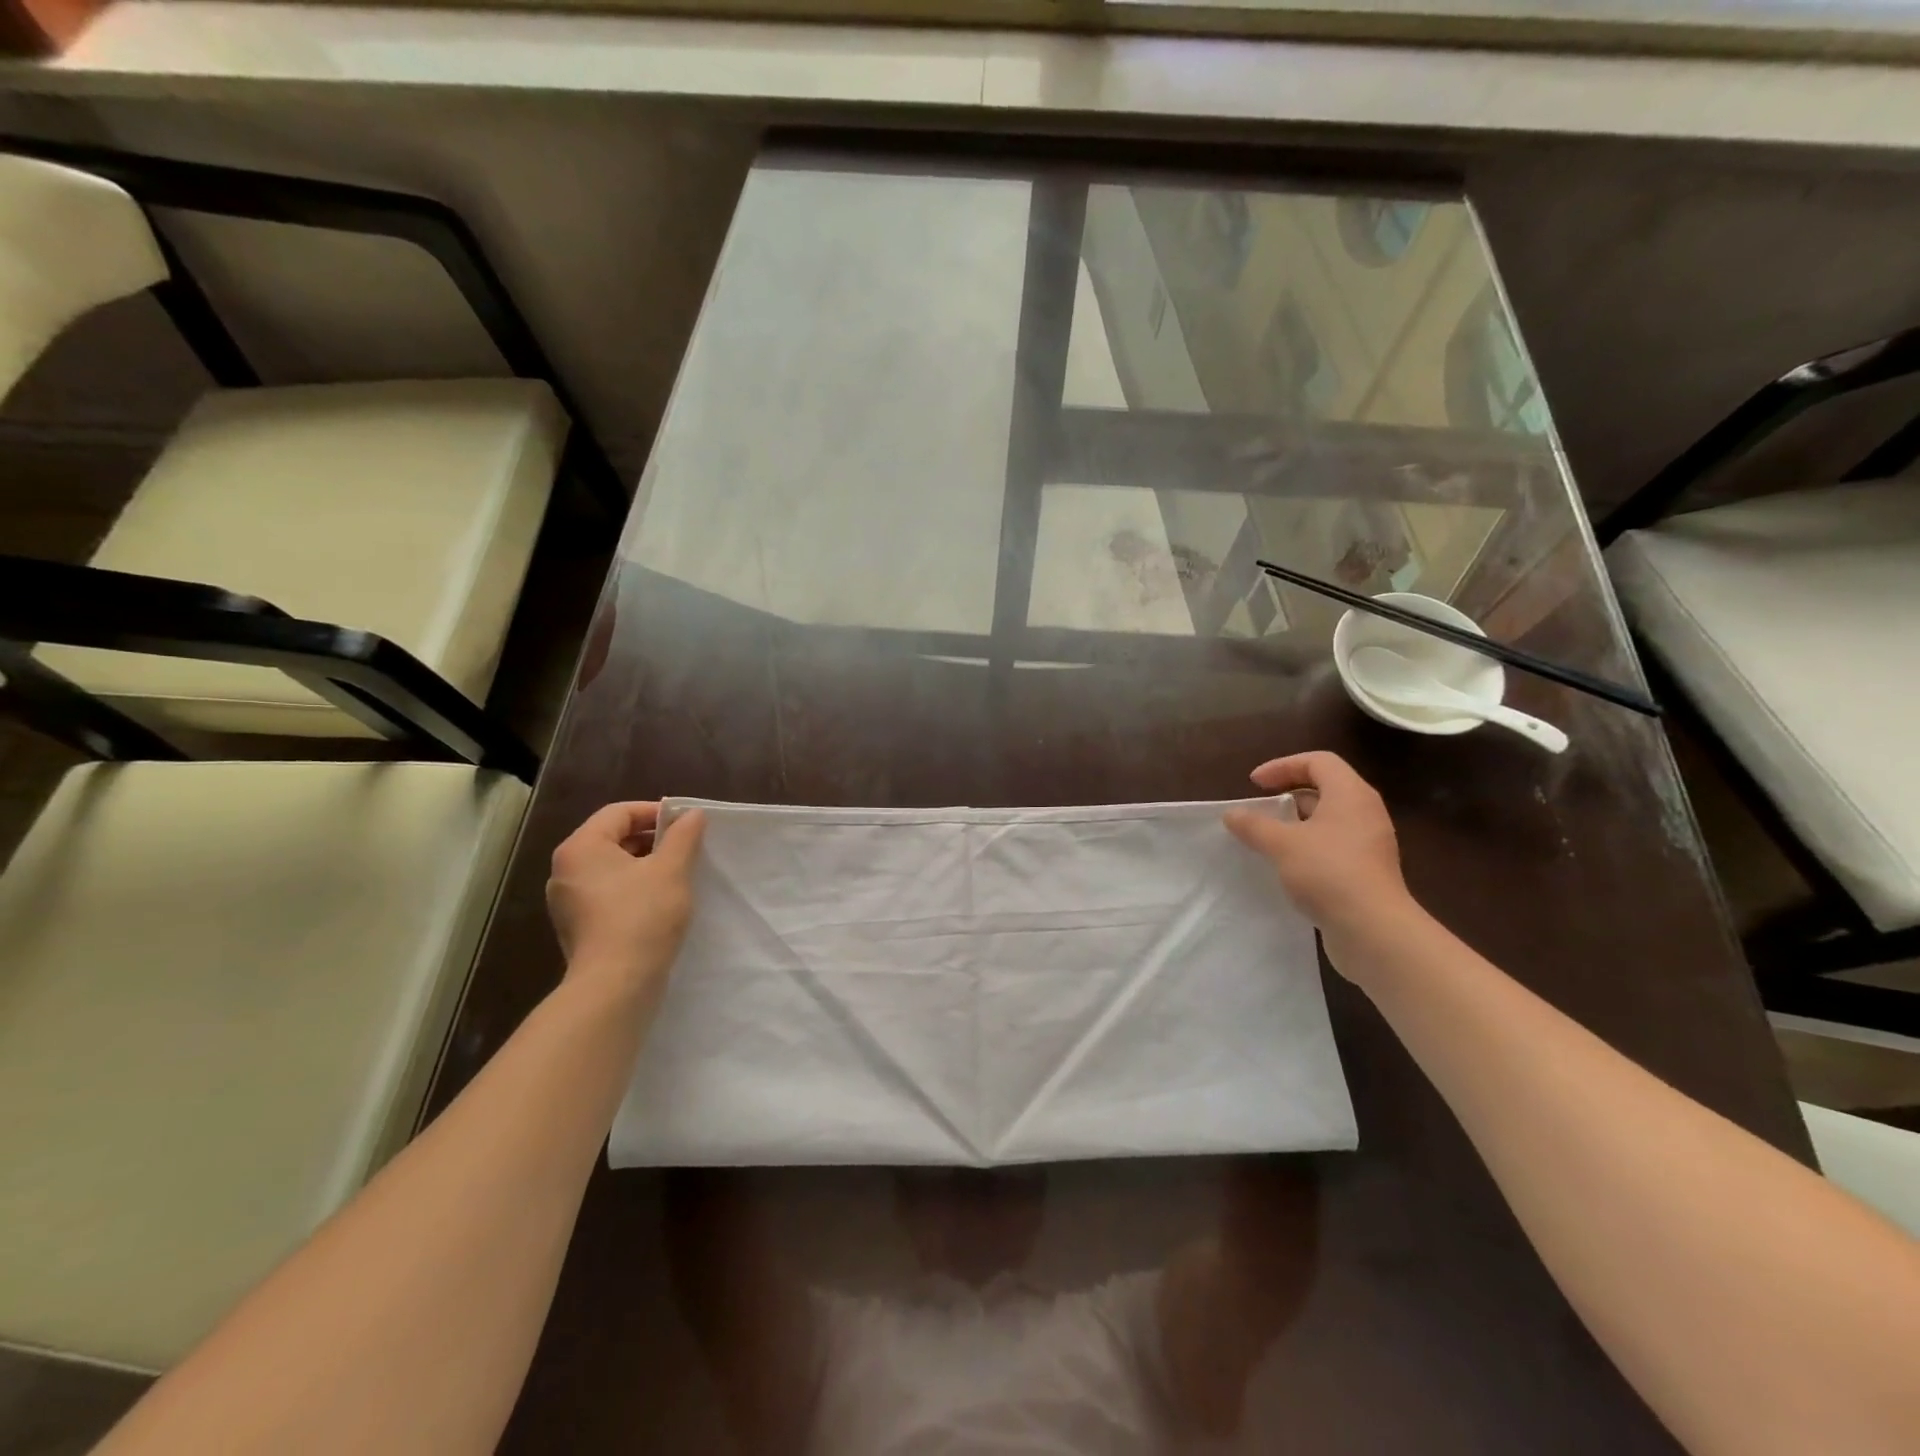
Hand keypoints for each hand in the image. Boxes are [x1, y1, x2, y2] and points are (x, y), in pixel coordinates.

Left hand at [547, 802, 706, 1000]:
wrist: (616, 985)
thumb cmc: (643, 916)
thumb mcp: (672, 869)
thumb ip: (683, 836)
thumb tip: (692, 814)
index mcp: (581, 847)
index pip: (619, 812)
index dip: (655, 812)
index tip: (686, 824)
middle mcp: (565, 870)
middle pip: (612, 838)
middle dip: (651, 839)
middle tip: (686, 848)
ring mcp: (567, 901)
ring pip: (611, 868)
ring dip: (644, 865)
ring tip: (677, 875)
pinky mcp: (577, 926)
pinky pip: (607, 894)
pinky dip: (632, 889)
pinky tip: (658, 903)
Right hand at [1223, 752, 1414, 965]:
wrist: (1373, 930)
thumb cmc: (1328, 872)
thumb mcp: (1281, 844)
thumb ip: (1254, 825)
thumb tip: (1232, 814)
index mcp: (1350, 794)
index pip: (1318, 761)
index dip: (1282, 766)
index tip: (1254, 784)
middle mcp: (1365, 813)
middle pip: (1325, 788)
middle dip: (1288, 794)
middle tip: (1260, 809)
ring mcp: (1369, 843)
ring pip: (1328, 819)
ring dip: (1296, 823)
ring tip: (1267, 838)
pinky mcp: (1367, 871)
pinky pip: (1333, 845)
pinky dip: (1307, 846)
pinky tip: (1286, 865)